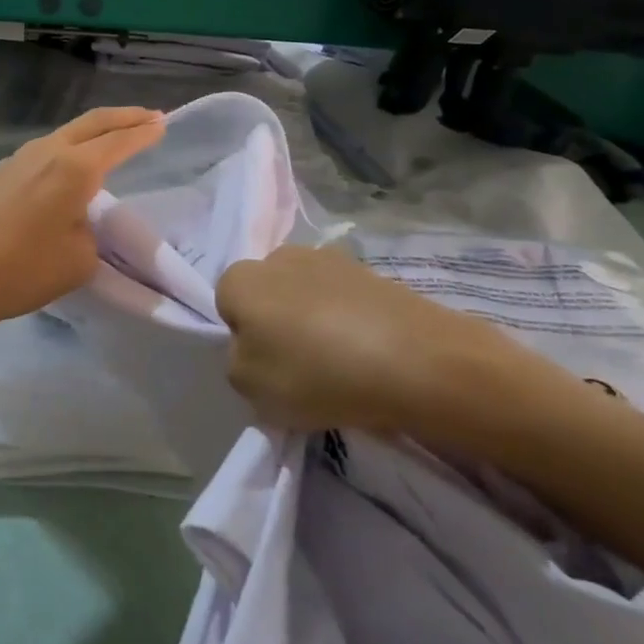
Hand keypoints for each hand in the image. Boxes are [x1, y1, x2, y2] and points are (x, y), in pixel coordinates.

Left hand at [0, 106, 164, 351]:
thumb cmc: (22, 270)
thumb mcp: (78, 260)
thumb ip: (91, 232)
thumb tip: (78, 221)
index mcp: (75, 168)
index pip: (119, 141)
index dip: (144, 132)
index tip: (164, 123)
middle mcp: (47, 152)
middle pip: (92, 122)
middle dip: (124, 117)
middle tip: (149, 117)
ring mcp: (18, 159)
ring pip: (65, 134)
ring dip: (93, 132)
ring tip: (113, 138)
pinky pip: (44, 151)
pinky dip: (68, 150)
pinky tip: (70, 168)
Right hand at [216, 244, 513, 435]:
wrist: (417, 363)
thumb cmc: (316, 374)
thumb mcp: (250, 387)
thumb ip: (238, 362)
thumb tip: (256, 348)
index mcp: (241, 278)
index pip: (226, 304)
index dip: (243, 337)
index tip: (267, 366)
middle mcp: (280, 256)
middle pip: (268, 293)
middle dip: (278, 321)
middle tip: (301, 364)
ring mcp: (332, 259)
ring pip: (308, 294)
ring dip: (316, 320)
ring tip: (342, 362)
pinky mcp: (375, 272)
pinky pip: (348, 301)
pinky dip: (352, 322)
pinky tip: (370, 355)